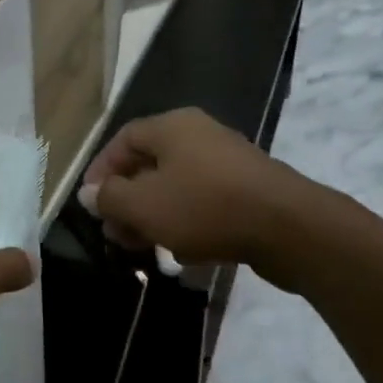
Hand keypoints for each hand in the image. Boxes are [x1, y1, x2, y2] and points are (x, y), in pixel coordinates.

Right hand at [81, 108, 331, 289]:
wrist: (292, 229)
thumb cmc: (206, 207)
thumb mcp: (144, 205)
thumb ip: (109, 198)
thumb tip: (89, 194)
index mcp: (172, 127)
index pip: (123, 139)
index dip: (101, 170)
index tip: (90, 204)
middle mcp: (200, 135)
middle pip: (149, 165)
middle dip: (126, 201)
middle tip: (115, 232)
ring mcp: (228, 163)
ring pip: (176, 187)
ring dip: (154, 216)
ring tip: (142, 247)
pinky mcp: (249, 191)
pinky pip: (204, 203)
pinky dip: (187, 223)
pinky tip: (184, 255)